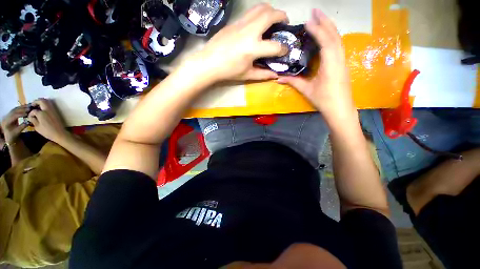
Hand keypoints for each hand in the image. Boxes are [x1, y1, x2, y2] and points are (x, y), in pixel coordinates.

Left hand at [1, 105, 28, 143]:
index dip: (21, 114)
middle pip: (14, 111)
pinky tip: (25, 107)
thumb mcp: (18, 132)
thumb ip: (22, 126)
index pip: (14, 116)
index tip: (28, 114)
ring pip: (15, 109)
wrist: (9, 135)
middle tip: (29, 108)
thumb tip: (29, 121)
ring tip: (29, 106)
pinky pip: (15, 109)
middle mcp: (6, 117)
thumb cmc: (13, 135)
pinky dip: (21, 107)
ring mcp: (7, 115)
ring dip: (22, 107)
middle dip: (22, 109)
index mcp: (6, 122)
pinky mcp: (10, 114)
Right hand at [27, 98, 68, 142]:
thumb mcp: (37, 127)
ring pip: (47, 101)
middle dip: (36, 102)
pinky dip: (46, 104)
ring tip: (37, 106)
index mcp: (41, 113)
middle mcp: (47, 109)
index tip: (30, 117)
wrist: (60, 133)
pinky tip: (43, 109)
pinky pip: (51, 105)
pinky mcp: (57, 112)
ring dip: (41, 102)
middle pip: (41, 101)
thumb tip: (31, 116)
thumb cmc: (47, 132)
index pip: (33, 111)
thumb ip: (33, 120)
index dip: (30, 113)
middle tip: (32, 105)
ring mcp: (53, 110)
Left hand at [188, 4, 288, 81]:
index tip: (285, 50)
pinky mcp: (235, 22)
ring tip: (273, 19)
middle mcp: (249, 31)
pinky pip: (250, 12)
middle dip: (282, 16)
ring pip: (260, 7)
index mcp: (253, 48)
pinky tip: (258, 23)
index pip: (275, 46)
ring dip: (271, 10)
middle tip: (285, 23)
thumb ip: (263, 74)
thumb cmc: (228, 71)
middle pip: (270, 15)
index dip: (283, 49)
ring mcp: (241, 24)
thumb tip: (275, 75)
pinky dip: (259, 13)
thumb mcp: (247, 75)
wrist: (209, 62)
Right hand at [278, 9, 353, 120]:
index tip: (308, 20)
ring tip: (320, 18)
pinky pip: (338, 45)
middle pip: (334, 35)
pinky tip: (326, 34)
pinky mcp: (342, 63)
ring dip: (329, 27)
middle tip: (315, 10)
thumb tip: (278, 78)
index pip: (326, 41)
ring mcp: (342, 60)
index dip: (317, 29)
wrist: (340, 109)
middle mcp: (339, 58)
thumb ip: (293, 82)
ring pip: (338, 39)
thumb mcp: (307, 90)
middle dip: (325, 21)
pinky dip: (332, 36)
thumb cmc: (324, 100)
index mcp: (331, 64)